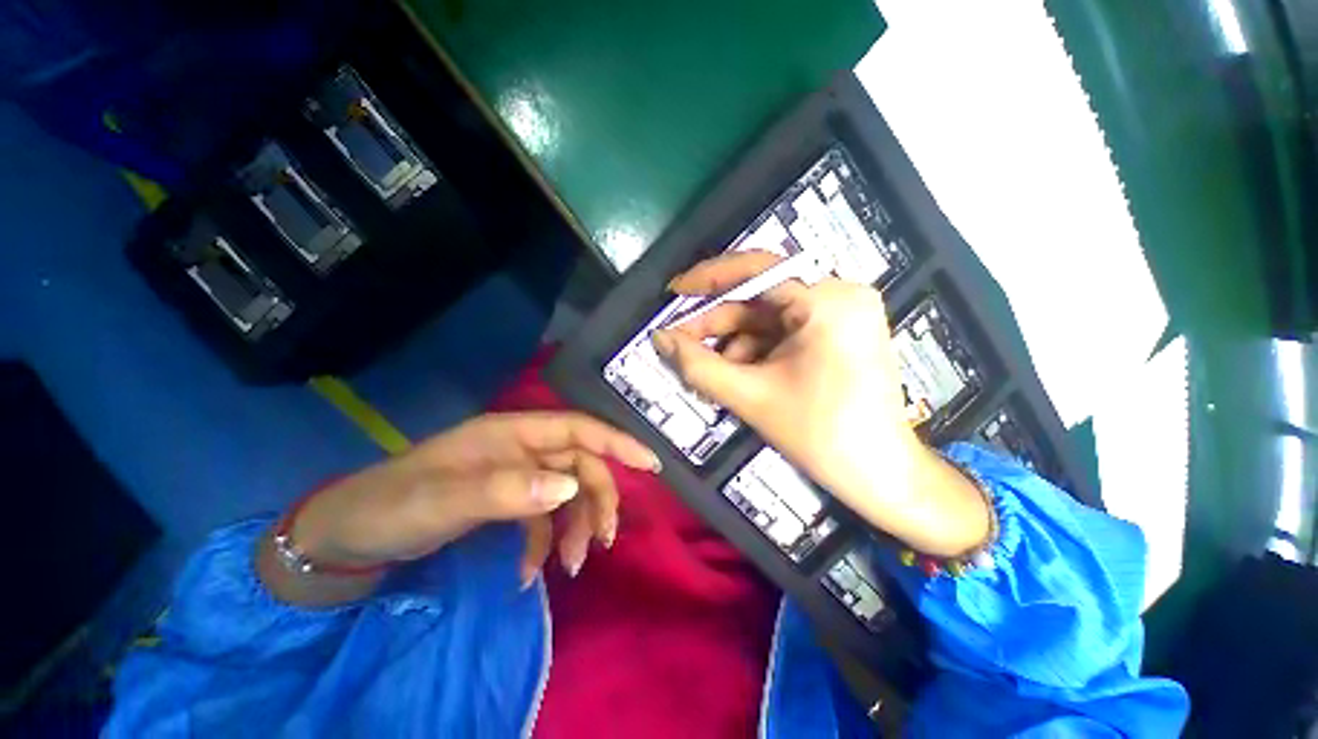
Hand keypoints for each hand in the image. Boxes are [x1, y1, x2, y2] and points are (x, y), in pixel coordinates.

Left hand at [262, 412, 658, 604]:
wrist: (348, 536)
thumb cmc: (393, 505)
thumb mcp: (444, 499)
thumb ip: (506, 490)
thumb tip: (569, 486)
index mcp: (512, 434)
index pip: (578, 429)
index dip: (617, 442)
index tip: (650, 465)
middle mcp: (521, 449)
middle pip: (579, 464)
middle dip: (596, 501)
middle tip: (601, 543)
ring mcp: (515, 476)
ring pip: (566, 492)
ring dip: (575, 526)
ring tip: (570, 566)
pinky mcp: (506, 501)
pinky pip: (541, 518)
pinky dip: (543, 544)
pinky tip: (529, 574)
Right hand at [652, 251, 988, 556]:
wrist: (880, 476)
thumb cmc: (819, 435)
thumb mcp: (749, 396)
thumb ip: (697, 364)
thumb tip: (659, 338)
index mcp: (827, 300)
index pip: (757, 269)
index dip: (708, 278)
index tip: (674, 291)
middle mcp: (840, 295)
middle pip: (761, 298)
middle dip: (718, 324)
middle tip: (681, 342)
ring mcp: (843, 314)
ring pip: (769, 319)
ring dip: (734, 344)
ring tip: (710, 372)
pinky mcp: (839, 333)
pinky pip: (785, 333)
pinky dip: (756, 351)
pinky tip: (737, 376)